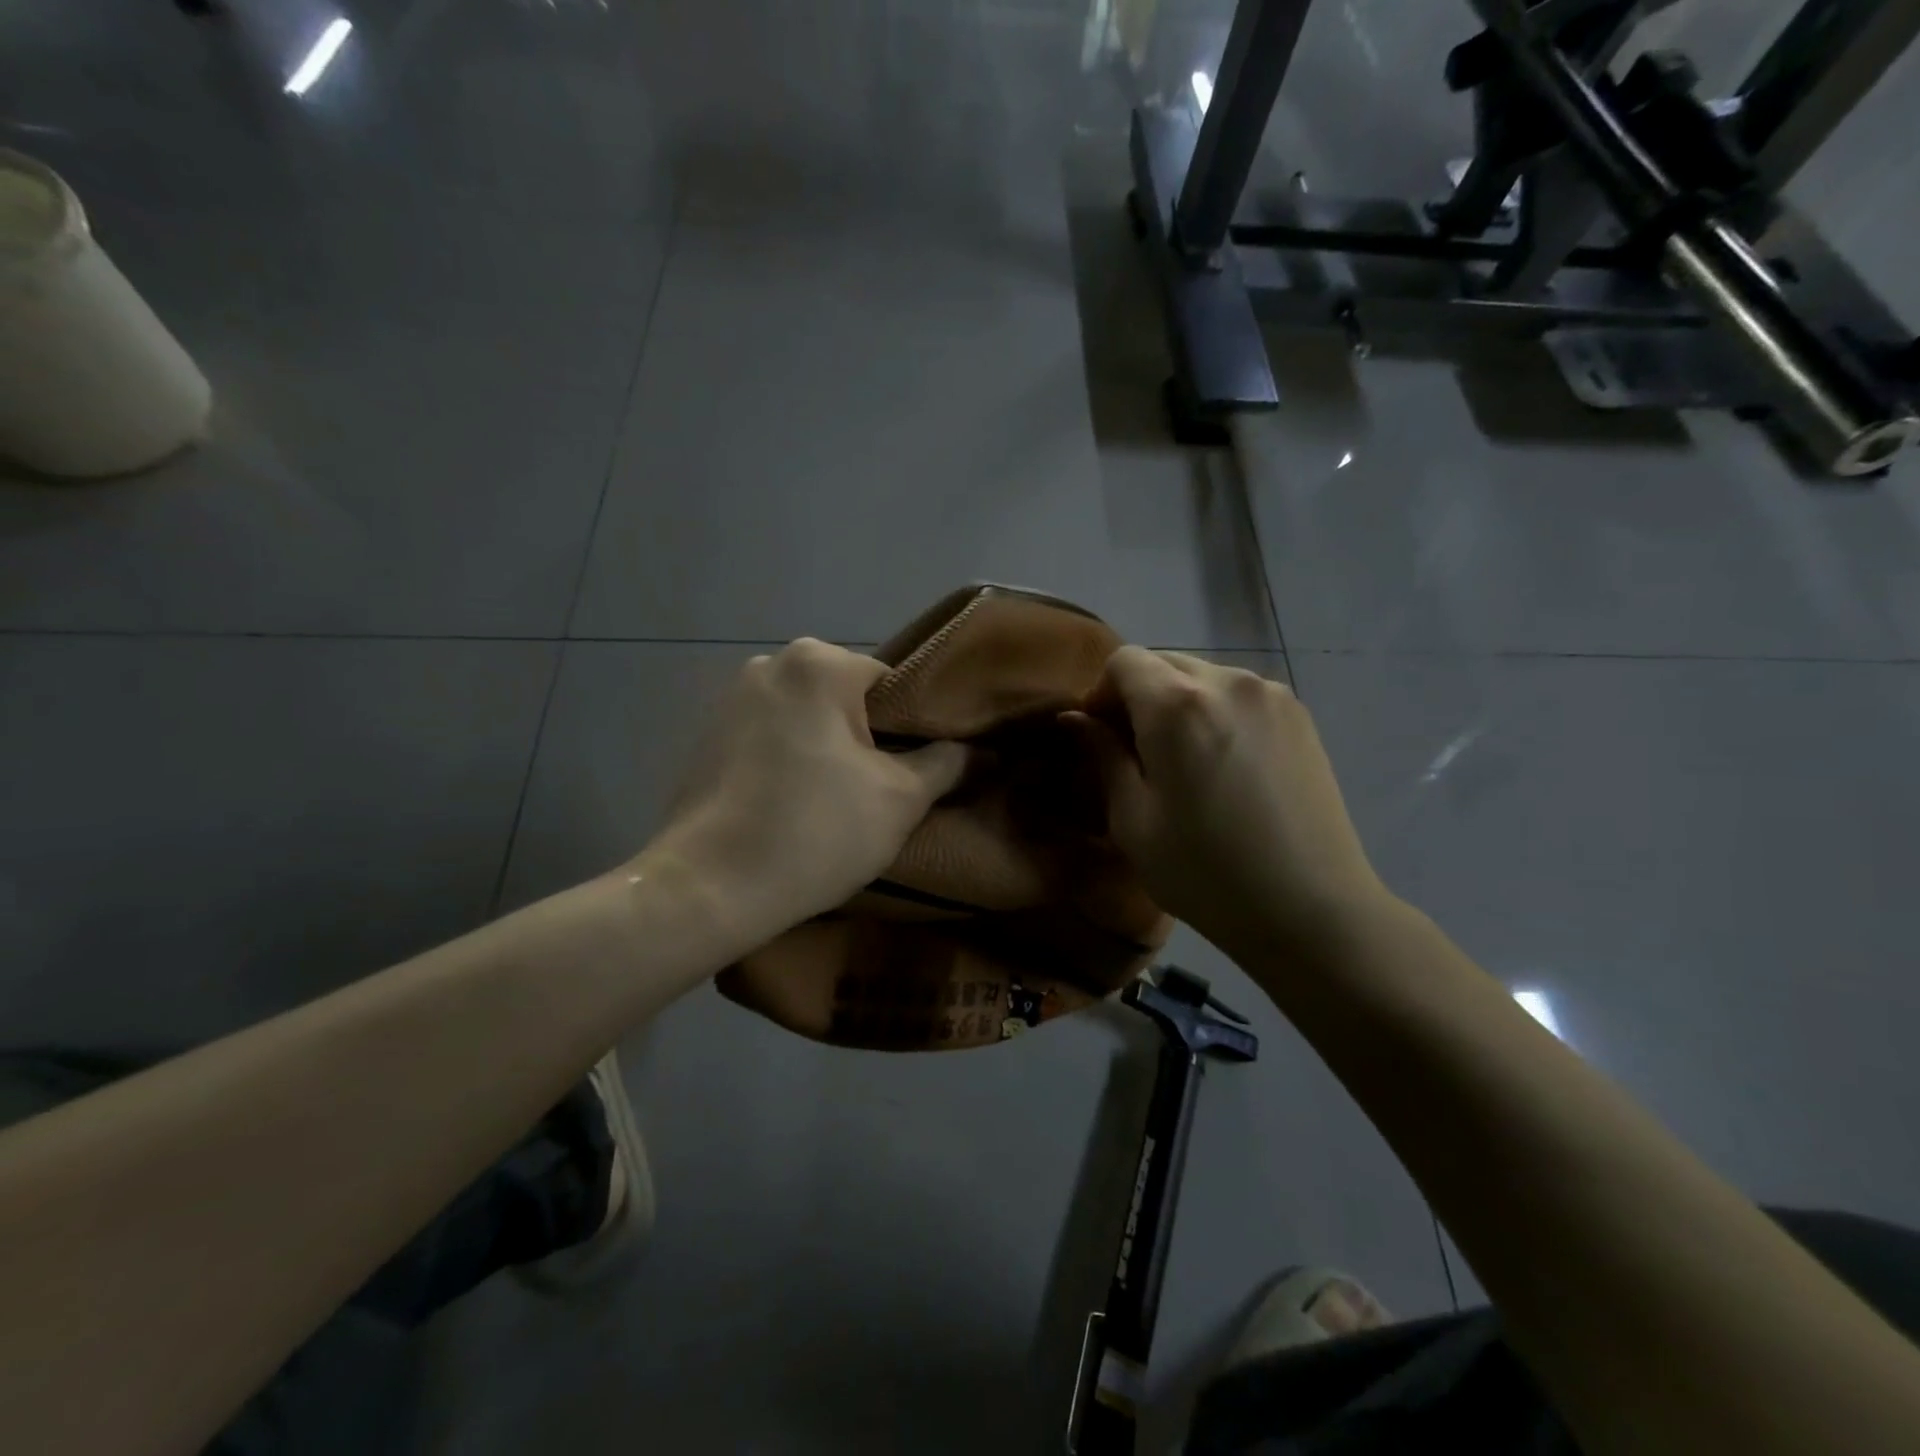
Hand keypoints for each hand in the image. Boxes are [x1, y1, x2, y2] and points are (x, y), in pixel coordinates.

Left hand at [646, 638, 968, 941]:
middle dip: (869, 740)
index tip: (920, 772)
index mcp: (818, 663)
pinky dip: (790, 762)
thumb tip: (981, 750)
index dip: (916, 729)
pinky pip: (770, 739)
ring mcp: (729, 700)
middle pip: (848, 700)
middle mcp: (768, 663)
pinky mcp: (705, 737)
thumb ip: (948, 763)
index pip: (894, 685)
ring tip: (837, 805)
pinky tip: (793, 806)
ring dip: (828, 752)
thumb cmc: (816, 831)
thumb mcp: (901, 799)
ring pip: (808, 720)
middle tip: (882, 793)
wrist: (709, 889)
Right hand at [1067, 648, 1390, 961]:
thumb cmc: (1205, 873)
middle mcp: (1227, 681)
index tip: (1100, 735)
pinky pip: (1240, 695)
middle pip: (1164, 663)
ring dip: (1179, 702)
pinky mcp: (1300, 715)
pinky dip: (1217, 712)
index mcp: (1178, 705)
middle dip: (1139, 695)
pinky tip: (1225, 765)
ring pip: (1204, 677)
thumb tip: (1074, 718)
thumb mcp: (1133, 821)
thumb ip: (1102, 756)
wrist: (1311, 910)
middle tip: (1136, 751)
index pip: (1124, 660)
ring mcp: (1271, 695)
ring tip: (1184, 761)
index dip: (1102, 692)